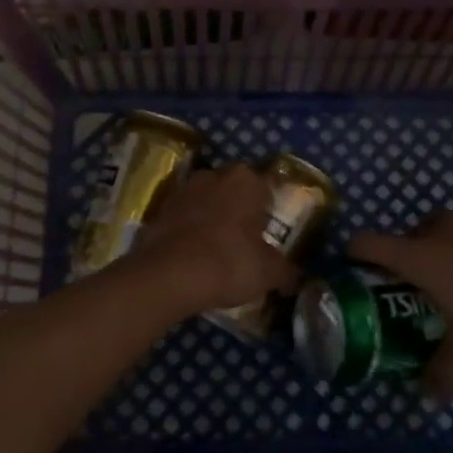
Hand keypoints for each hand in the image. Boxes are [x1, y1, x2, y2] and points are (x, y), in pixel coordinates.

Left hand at [121, 165, 294, 318]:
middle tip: (246, 243)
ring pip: (206, 202)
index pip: (266, 188)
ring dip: (212, 219)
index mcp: (245, 179)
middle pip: (234, 191)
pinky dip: (190, 232)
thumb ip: (285, 271)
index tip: (268, 235)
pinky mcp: (159, 210)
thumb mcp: (268, 272)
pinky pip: (184, 218)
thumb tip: (294, 277)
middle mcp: (214, 175)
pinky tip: (194, 258)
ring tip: (218, 252)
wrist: (168, 276)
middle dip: (239, 211)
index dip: (269, 212)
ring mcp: (183, 190)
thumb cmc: (228, 262)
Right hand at [350, 214, 452, 397]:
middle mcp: (441, 231)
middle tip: (413, 293)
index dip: (354, 254)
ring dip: (443, 257)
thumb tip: (426, 395)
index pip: (369, 243)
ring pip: (444, 236)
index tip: (351, 271)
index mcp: (420, 255)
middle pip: (409, 236)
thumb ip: (444, 371)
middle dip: (408, 260)